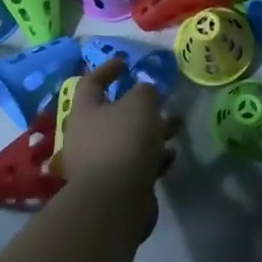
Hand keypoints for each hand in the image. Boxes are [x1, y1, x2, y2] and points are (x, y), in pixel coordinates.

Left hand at [56, 60, 179, 214]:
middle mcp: (86, 136)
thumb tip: (144, 92)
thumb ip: (145, 91)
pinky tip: (170, 157)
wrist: (115, 199)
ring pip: (128, 139)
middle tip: (162, 100)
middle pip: (113, 114)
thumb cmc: (124, 140)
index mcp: (85, 111)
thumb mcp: (140, 103)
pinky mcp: (113, 186)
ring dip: (152, 131)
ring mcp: (98, 163)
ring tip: (176, 127)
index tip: (126, 62)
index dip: (107, 69)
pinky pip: (135, 164)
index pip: (91, 82)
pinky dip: (152, 157)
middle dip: (140, 106)